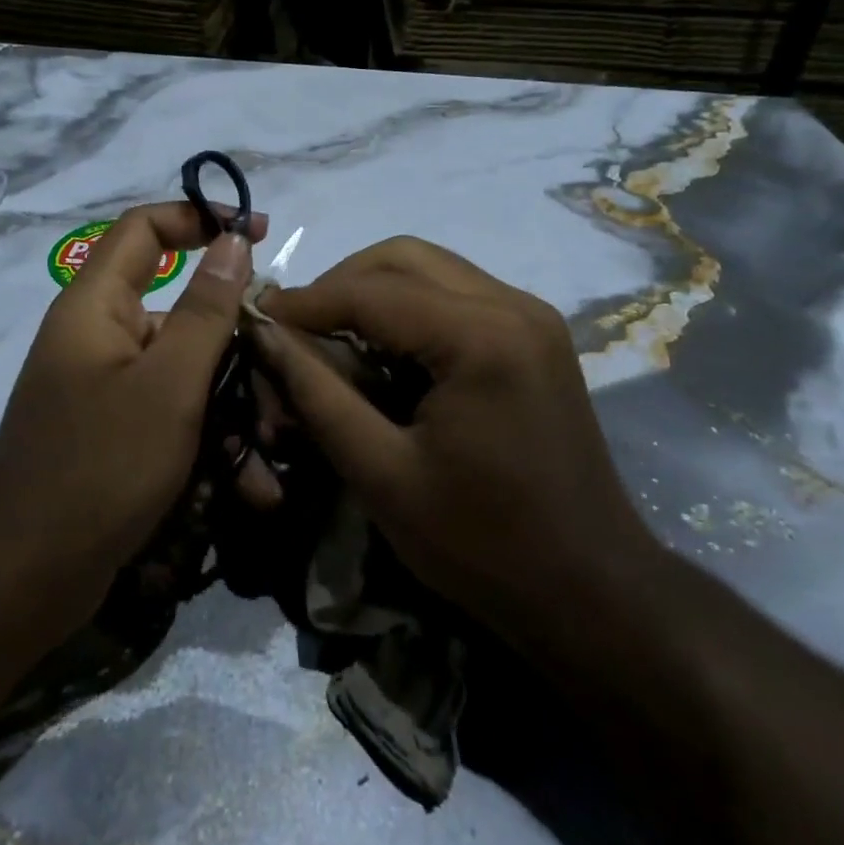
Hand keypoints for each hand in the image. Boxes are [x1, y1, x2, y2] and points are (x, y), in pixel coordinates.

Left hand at [0, 201, 265, 645]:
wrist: (26, 579)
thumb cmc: (100, 468)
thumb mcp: (169, 385)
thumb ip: (206, 309)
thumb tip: (230, 240)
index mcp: (95, 307)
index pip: (145, 229)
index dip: (199, 217)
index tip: (256, 233)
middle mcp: (98, 338)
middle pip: (181, 310)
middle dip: (237, 343)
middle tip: (284, 370)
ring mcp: (106, 389)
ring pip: (186, 372)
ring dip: (233, 405)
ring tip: (272, 450)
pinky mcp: (116, 433)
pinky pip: (173, 415)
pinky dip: (209, 439)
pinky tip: (248, 484)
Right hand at [251, 237, 657, 643]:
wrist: (588, 587)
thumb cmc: (480, 544)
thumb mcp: (381, 473)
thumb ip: (317, 394)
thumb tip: (265, 335)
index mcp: (481, 337)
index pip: (371, 291)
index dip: (305, 301)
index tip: (255, 318)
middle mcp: (513, 305)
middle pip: (404, 257)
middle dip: (340, 284)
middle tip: (296, 329)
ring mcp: (532, 315)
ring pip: (432, 268)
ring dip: (374, 290)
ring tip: (332, 337)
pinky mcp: (536, 334)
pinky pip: (457, 293)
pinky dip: (410, 307)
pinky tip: (385, 350)